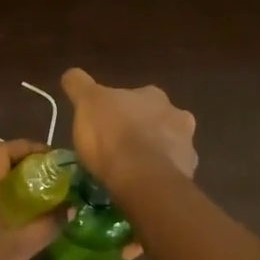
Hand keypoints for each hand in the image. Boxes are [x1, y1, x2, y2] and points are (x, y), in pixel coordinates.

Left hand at [0, 139, 61, 259]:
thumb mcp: (19, 249)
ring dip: (9, 189)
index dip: (28, 148)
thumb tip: (70, 210)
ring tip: (38, 201)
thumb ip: (46, 225)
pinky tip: (15, 224)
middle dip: (22, 169)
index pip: (0, 152)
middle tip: (51, 180)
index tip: (53, 158)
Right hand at [60, 69, 197, 188]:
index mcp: (152, 95)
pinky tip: (144, 185)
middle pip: (157, 119)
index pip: (135, 96)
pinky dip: (160, 176)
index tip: (106, 124)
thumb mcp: (86, 103)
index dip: (120, 110)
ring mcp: (186, 144)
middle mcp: (176, 114)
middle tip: (120, 147)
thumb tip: (71, 74)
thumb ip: (79, 85)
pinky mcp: (188, 173)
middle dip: (142, 130)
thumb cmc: (112, 135)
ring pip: (169, 146)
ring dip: (154, 153)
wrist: (143, 177)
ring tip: (132, 171)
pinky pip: (172, 172)